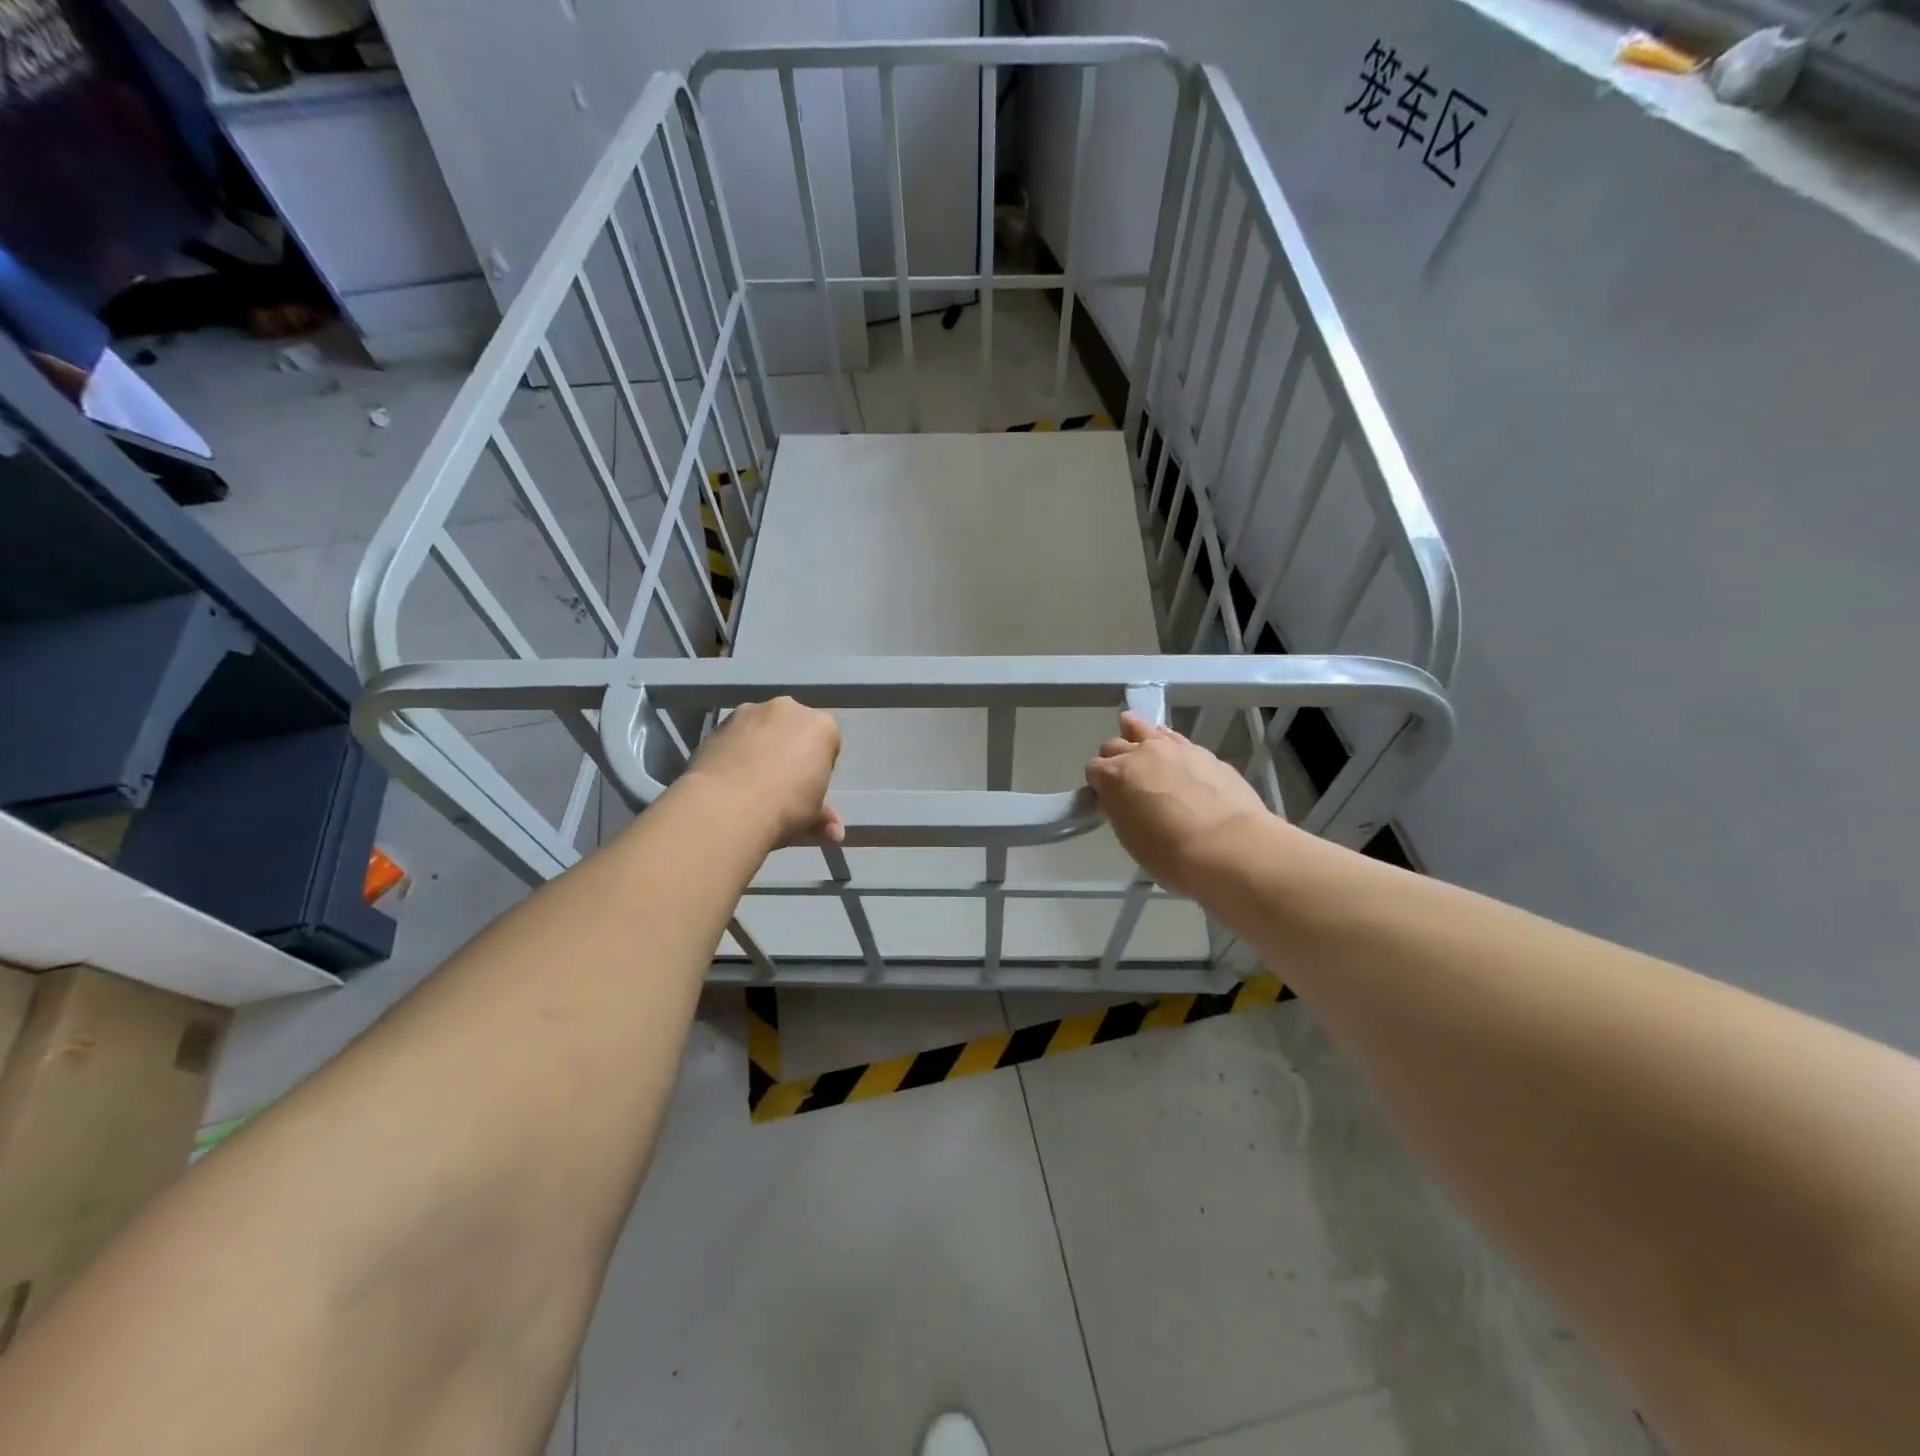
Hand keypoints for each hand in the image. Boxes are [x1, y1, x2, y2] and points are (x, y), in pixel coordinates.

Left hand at [683, 697, 843, 847]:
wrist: (727, 806)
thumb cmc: (786, 806)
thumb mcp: (814, 816)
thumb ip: (825, 817)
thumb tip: (834, 834)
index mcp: (821, 726)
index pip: (826, 744)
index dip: (818, 769)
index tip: (809, 790)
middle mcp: (788, 709)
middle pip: (793, 730)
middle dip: (789, 752)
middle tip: (781, 786)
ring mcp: (749, 712)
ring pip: (761, 730)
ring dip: (760, 749)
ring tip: (750, 786)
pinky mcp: (718, 725)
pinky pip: (735, 738)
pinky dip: (735, 753)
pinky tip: (729, 780)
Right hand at [1086, 712, 1276, 897]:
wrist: (1228, 846)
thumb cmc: (1170, 854)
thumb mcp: (1130, 836)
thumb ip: (1121, 809)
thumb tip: (1123, 800)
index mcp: (1114, 777)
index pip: (1094, 769)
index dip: (1099, 784)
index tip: (1109, 799)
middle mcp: (1139, 753)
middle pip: (1114, 745)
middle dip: (1116, 760)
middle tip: (1128, 782)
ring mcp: (1173, 748)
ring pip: (1144, 728)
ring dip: (1137, 735)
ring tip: (1144, 750)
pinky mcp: (1203, 751)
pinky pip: (1175, 739)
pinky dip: (1169, 745)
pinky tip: (1176, 760)